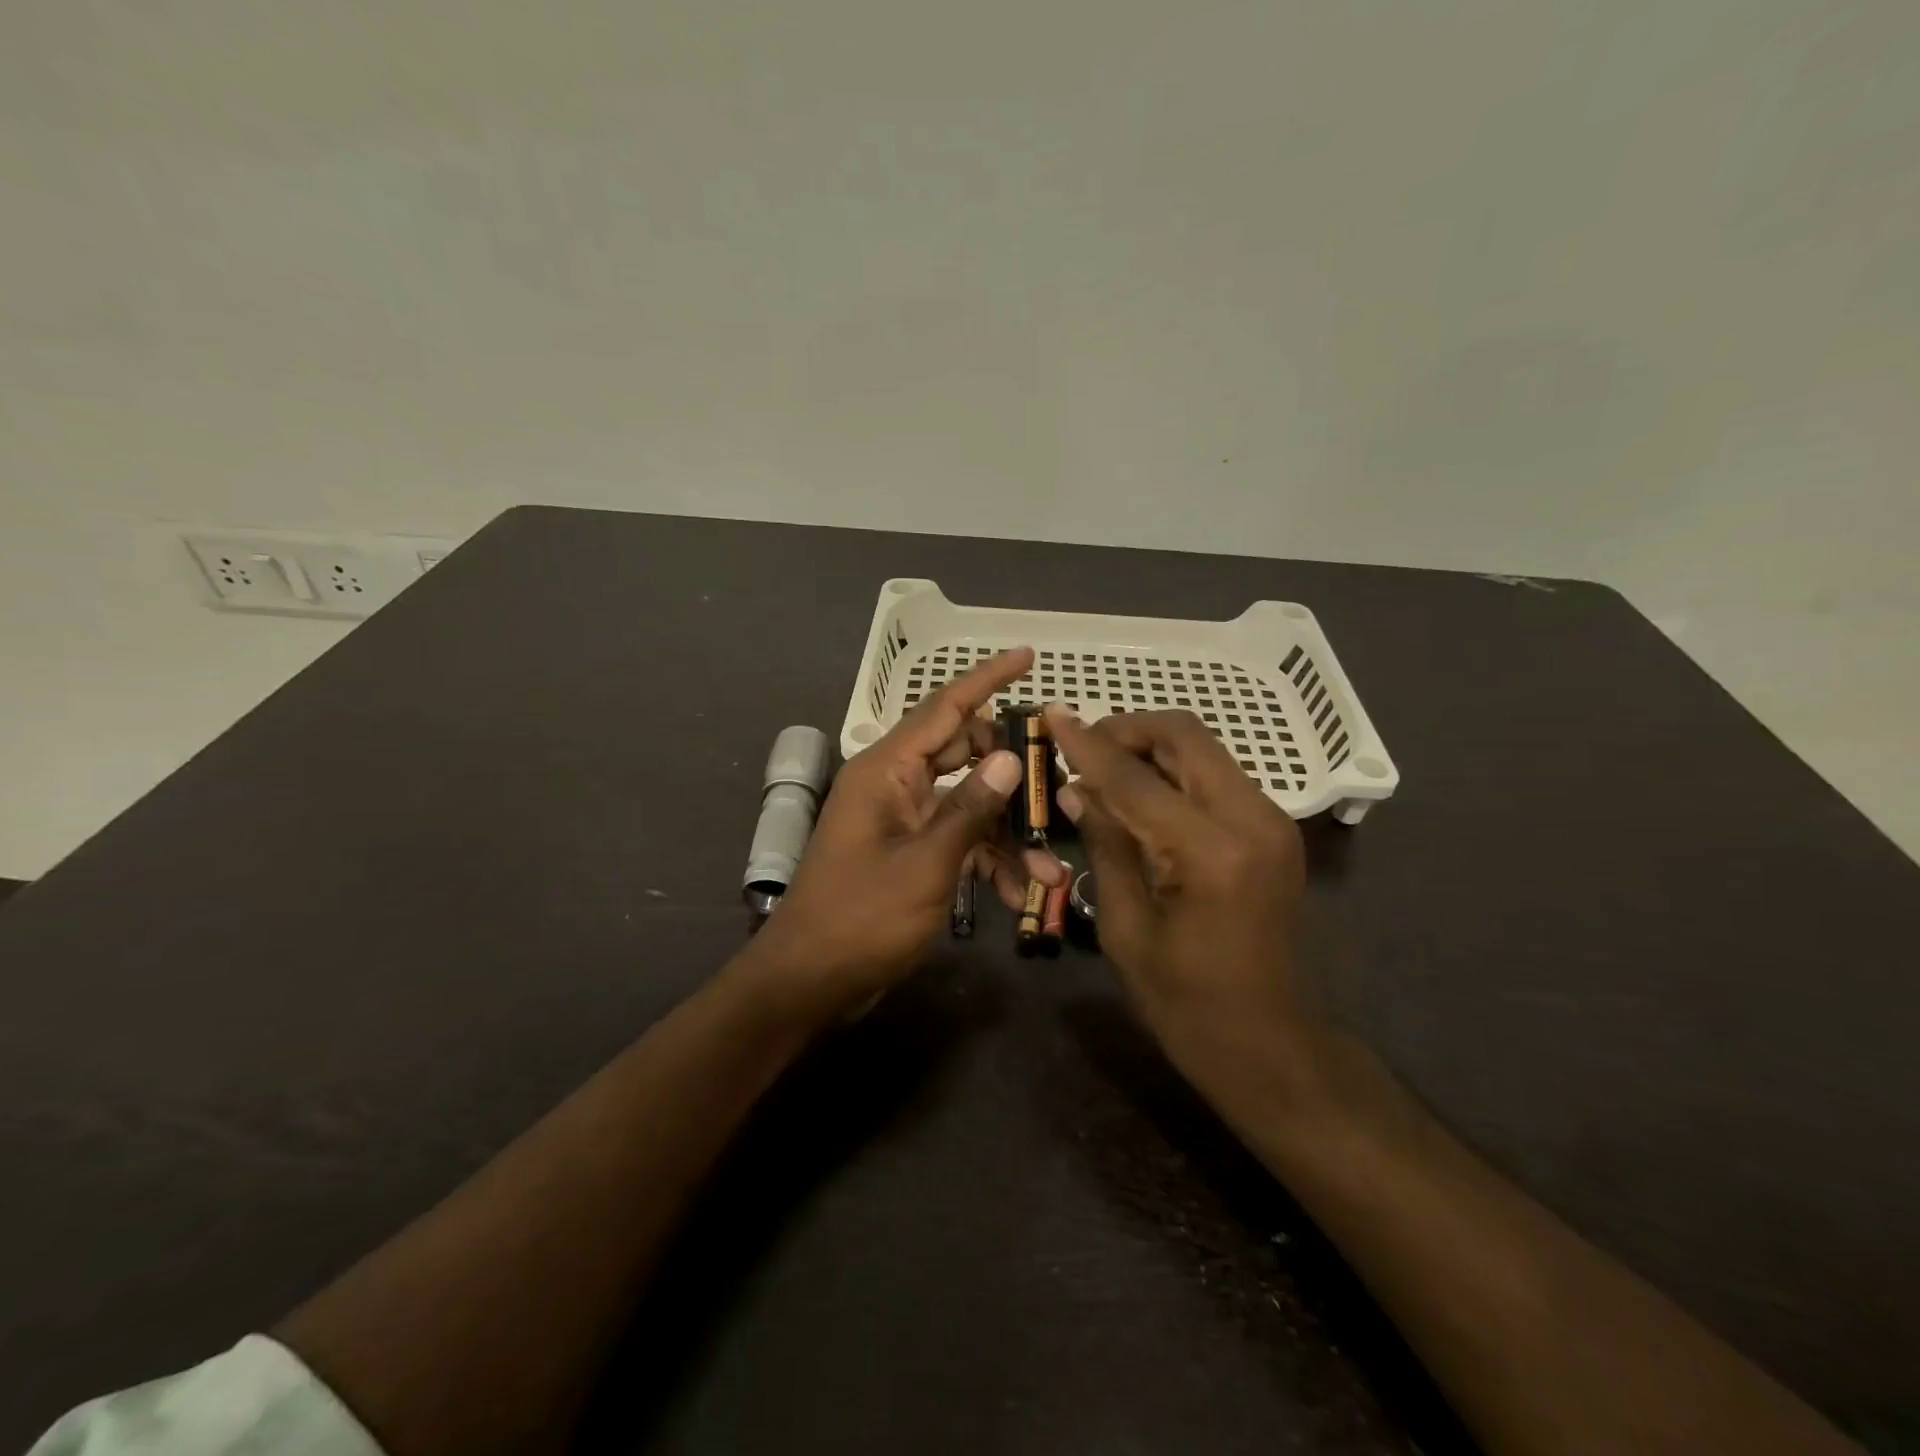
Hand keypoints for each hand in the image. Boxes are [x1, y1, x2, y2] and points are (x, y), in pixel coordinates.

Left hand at [746, 649, 1063, 1020]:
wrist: (810, 981)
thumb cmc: (862, 918)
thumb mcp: (926, 863)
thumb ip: (970, 808)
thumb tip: (1010, 758)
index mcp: (888, 770)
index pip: (944, 707)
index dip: (987, 679)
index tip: (1027, 655)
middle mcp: (896, 784)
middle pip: (965, 755)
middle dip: (1012, 775)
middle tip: (1057, 789)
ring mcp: (903, 820)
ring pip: (969, 805)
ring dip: (1007, 834)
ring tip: (1049, 872)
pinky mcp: (911, 853)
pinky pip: (958, 840)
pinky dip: (987, 861)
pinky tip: (1017, 895)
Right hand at [1044, 706, 1320, 1101]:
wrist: (1267, 1044)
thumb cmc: (1183, 1001)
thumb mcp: (1123, 926)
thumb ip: (1104, 844)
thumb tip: (1075, 788)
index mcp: (1211, 852)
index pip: (1135, 777)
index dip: (1086, 744)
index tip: (1051, 714)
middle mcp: (1253, 820)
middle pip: (1185, 736)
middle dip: (1127, 730)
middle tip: (1081, 748)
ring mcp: (1273, 821)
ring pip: (1203, 749)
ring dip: (1150, 747)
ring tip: (1103, 770)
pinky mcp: (1275, 829)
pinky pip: (1215, 776)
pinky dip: (1173, 771)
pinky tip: (1140, 793)